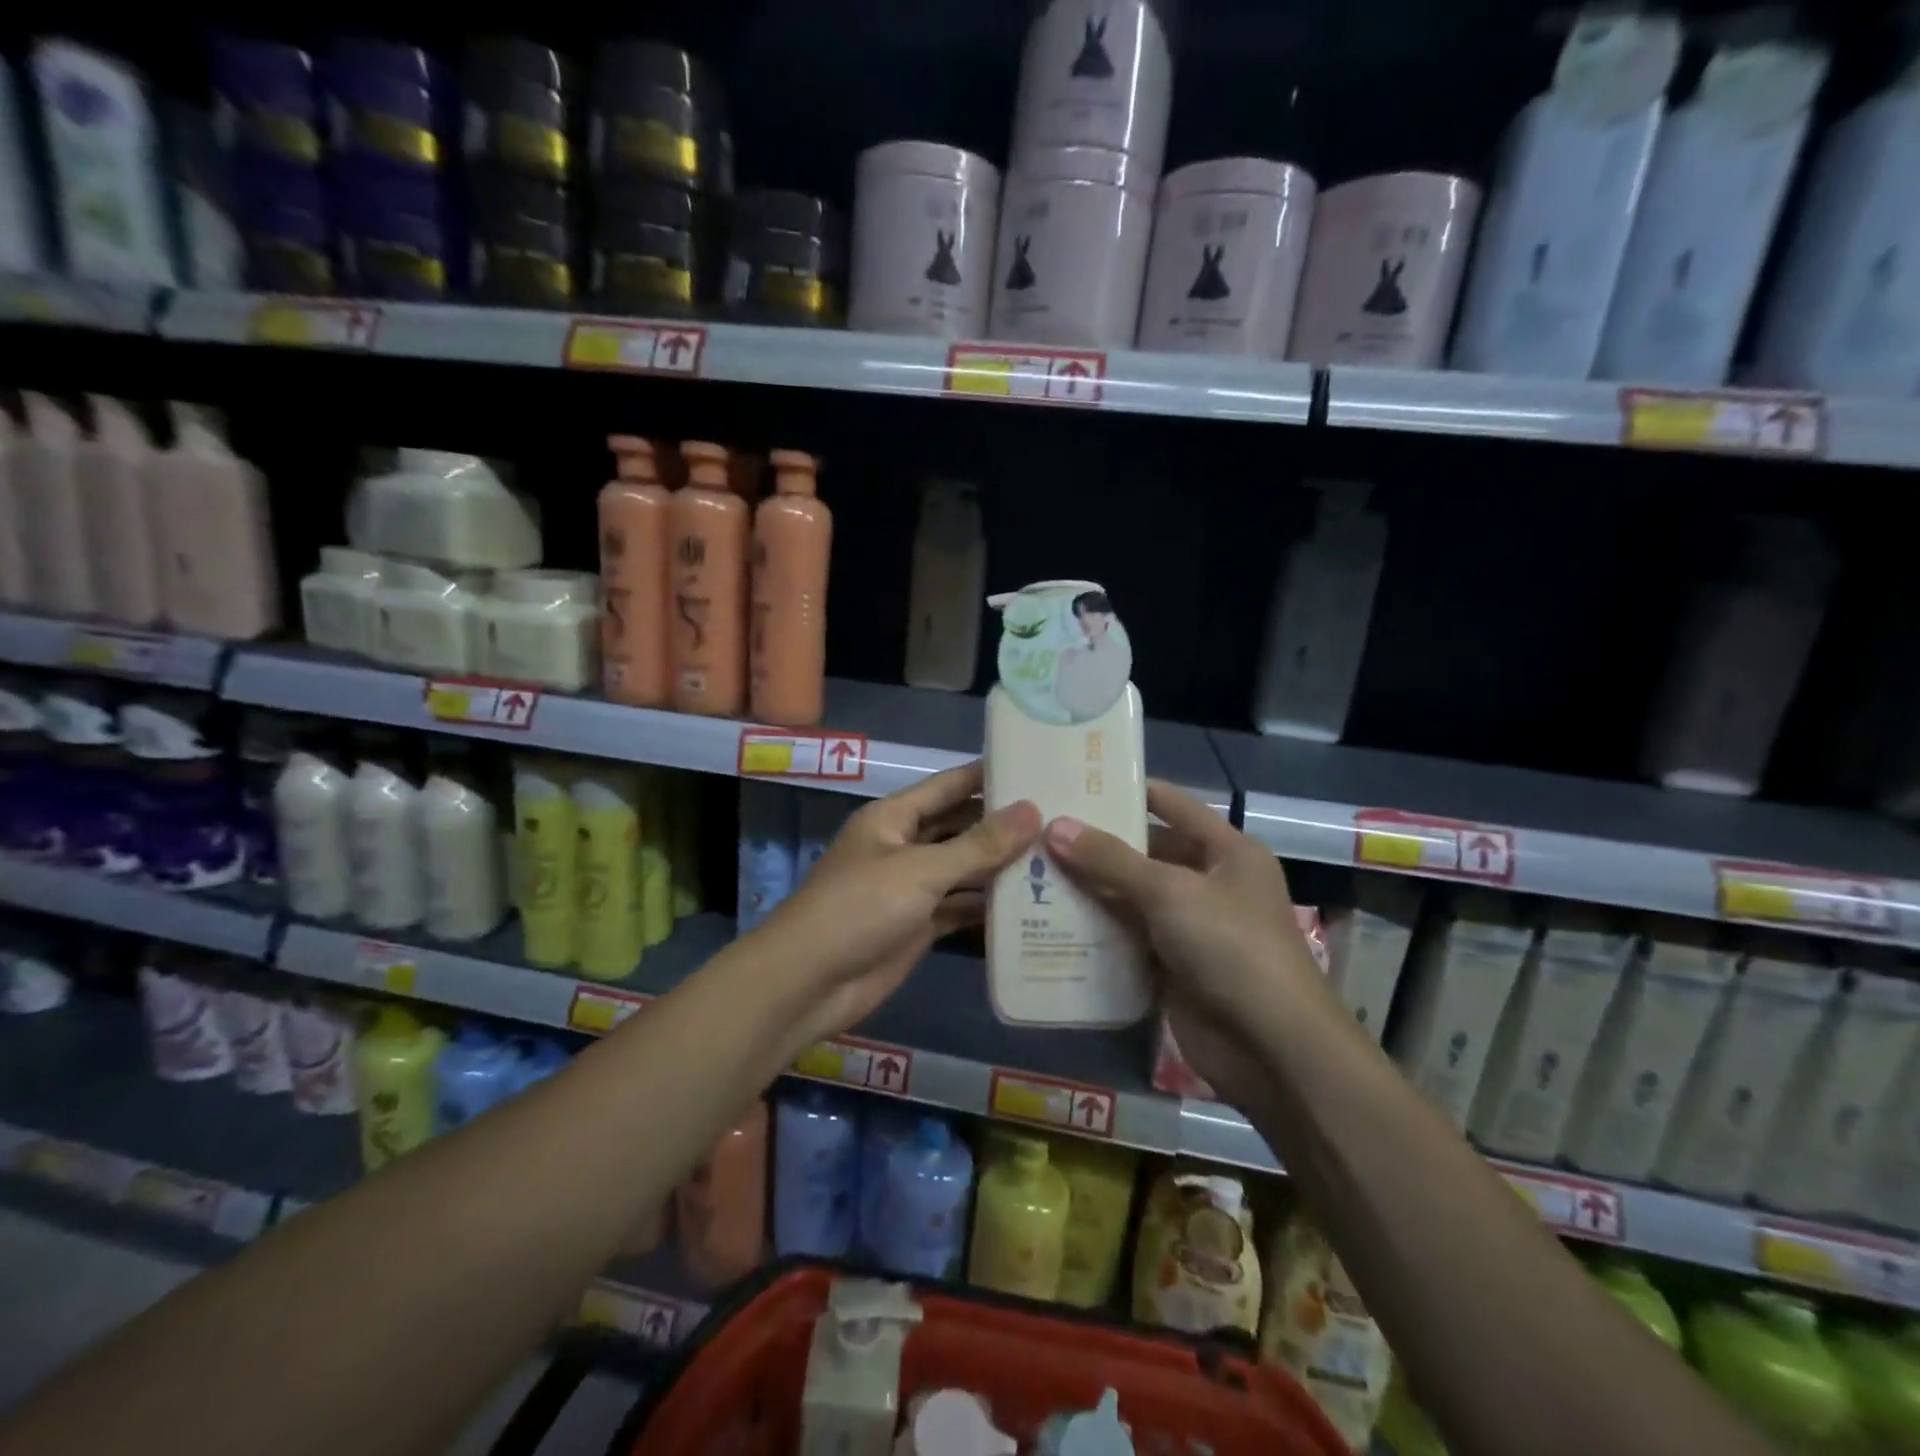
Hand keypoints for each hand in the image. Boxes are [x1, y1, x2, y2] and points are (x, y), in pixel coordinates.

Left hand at [757, 762, 1040, 1049]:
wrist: (809, 983)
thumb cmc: (859, 909)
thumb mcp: (921, 870)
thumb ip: (978, 844)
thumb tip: (1032, 810)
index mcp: (894, 818)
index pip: (950, 785)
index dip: (989, 775)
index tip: (1038, 766)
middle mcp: (904, 846)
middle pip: (960, 826)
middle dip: (1002, 824)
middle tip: (1060, 817)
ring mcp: (911, 888)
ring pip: (963, 869)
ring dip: (1000, 866)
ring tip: (1057, 857)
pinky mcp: (918, 926)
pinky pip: (960, 907)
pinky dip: (988, 906)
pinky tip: (1030, 904)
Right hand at [1044, 781, 1340, 1109]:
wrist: (1271, 1047)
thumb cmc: (1230, 946)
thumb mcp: (1170, 892)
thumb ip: (1110, 860)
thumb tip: (1055, 826)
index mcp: (1226, 851)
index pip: (1172, 806)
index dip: (1129, 792)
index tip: (1077, 781)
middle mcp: (1210, 883)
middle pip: (1146, 853)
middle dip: (1097, 845)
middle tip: (1040, 830)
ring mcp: (1190, 927)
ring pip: (1132, 897)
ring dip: (1091, 888)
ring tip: (1034, 869)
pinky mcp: (1172, 966)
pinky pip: (1128, 937)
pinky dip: (1097, 930)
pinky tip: (1051, 919)